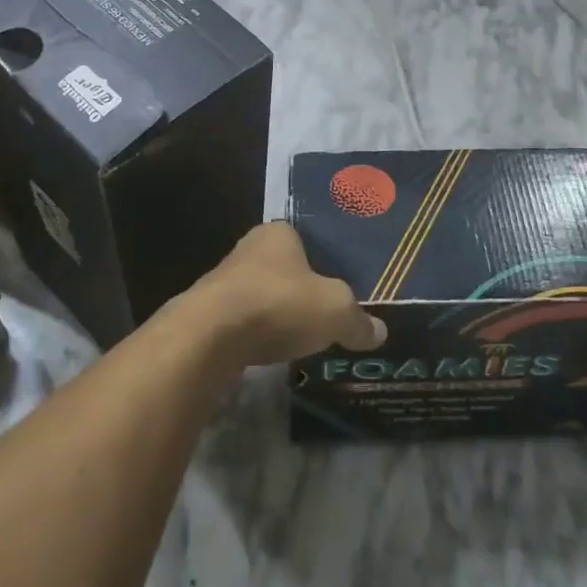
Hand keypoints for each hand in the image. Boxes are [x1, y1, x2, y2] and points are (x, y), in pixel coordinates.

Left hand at [185, 222, 386, 368]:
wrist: (209, 336)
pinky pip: (243, 322)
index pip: (305, 238)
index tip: (338, 284)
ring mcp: (223, 281)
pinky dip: (257, 335)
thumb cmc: (279, 305)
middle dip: (300, 289)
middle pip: (284, 268)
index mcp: (278, 233)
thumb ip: (358, 321)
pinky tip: (270, 352)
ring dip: (276, 314)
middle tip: (325, 313)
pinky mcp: (207, 314)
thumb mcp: (336, 312)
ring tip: (301, 338)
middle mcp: (248, 249)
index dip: (323, 260)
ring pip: (261, 295)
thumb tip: (379, 332)